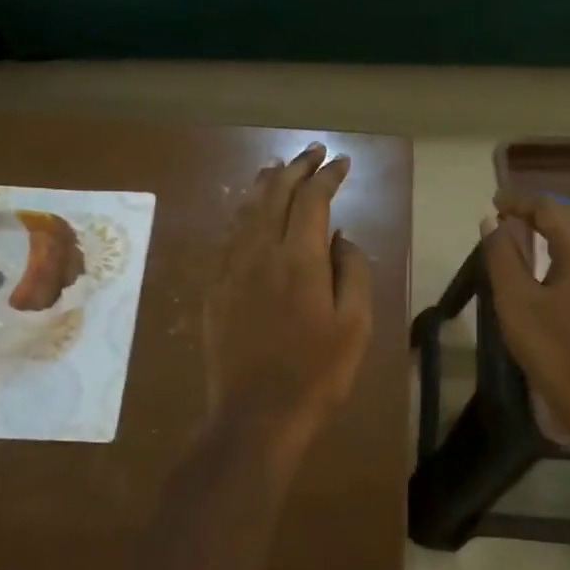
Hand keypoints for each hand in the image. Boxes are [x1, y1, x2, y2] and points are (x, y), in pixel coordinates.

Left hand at [206, 143, 373, 469]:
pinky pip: (228, 237)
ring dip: (264, 183)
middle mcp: (259, 253)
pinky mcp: (214, 290)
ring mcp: (230, 270)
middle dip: (295, 168)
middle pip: (274, 194)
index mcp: (298, 259)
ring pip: (245, 210)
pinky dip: (242, 214)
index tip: (342, 162)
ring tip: (278, 169)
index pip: (312, 199)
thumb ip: (352, 271)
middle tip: (313, 152)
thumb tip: (340, 236)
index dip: (328, 175)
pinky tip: (248, 214)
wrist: (256, 416)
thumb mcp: (355, 326)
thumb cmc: (317, 374)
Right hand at [480, 189, 569, 450]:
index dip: (519, 201)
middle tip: (503, 218)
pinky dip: (566, 249)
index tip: (493, 202)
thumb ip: (503, 255)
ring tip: (520, 237)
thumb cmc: (554, 350)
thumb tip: (494, 222)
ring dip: (552, 230)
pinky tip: (547, 264)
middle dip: (536, 212)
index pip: (550, 208)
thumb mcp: (516, 301)